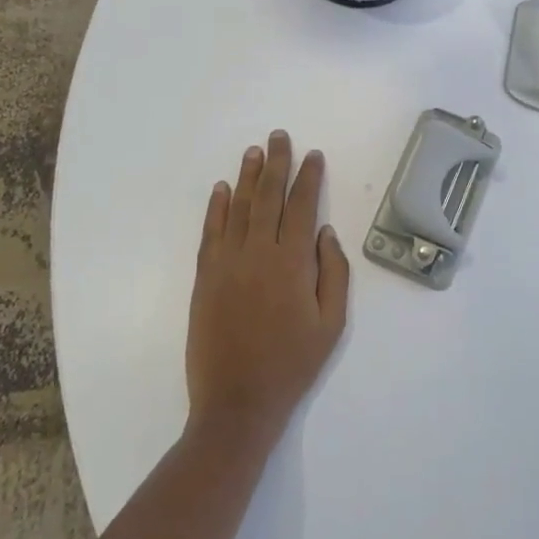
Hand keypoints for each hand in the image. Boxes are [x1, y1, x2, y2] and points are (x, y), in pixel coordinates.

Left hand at [186, 131, 349, 447]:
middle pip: (268, 197)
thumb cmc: (292, 364)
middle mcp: (258, 253)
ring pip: (238, 208)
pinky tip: (220, 189)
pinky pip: (211, 232)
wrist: (237, 402)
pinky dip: (215, 208)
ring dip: (246, 177)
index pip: (302, 206)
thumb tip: (326, 233)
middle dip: (276, 163)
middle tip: (279, 136)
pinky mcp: (204, 277)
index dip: (309, 178)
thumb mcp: (331, 324)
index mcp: (292, 263)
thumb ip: (333, 274)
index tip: (313, 155)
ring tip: (253, 151)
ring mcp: (227, 263)